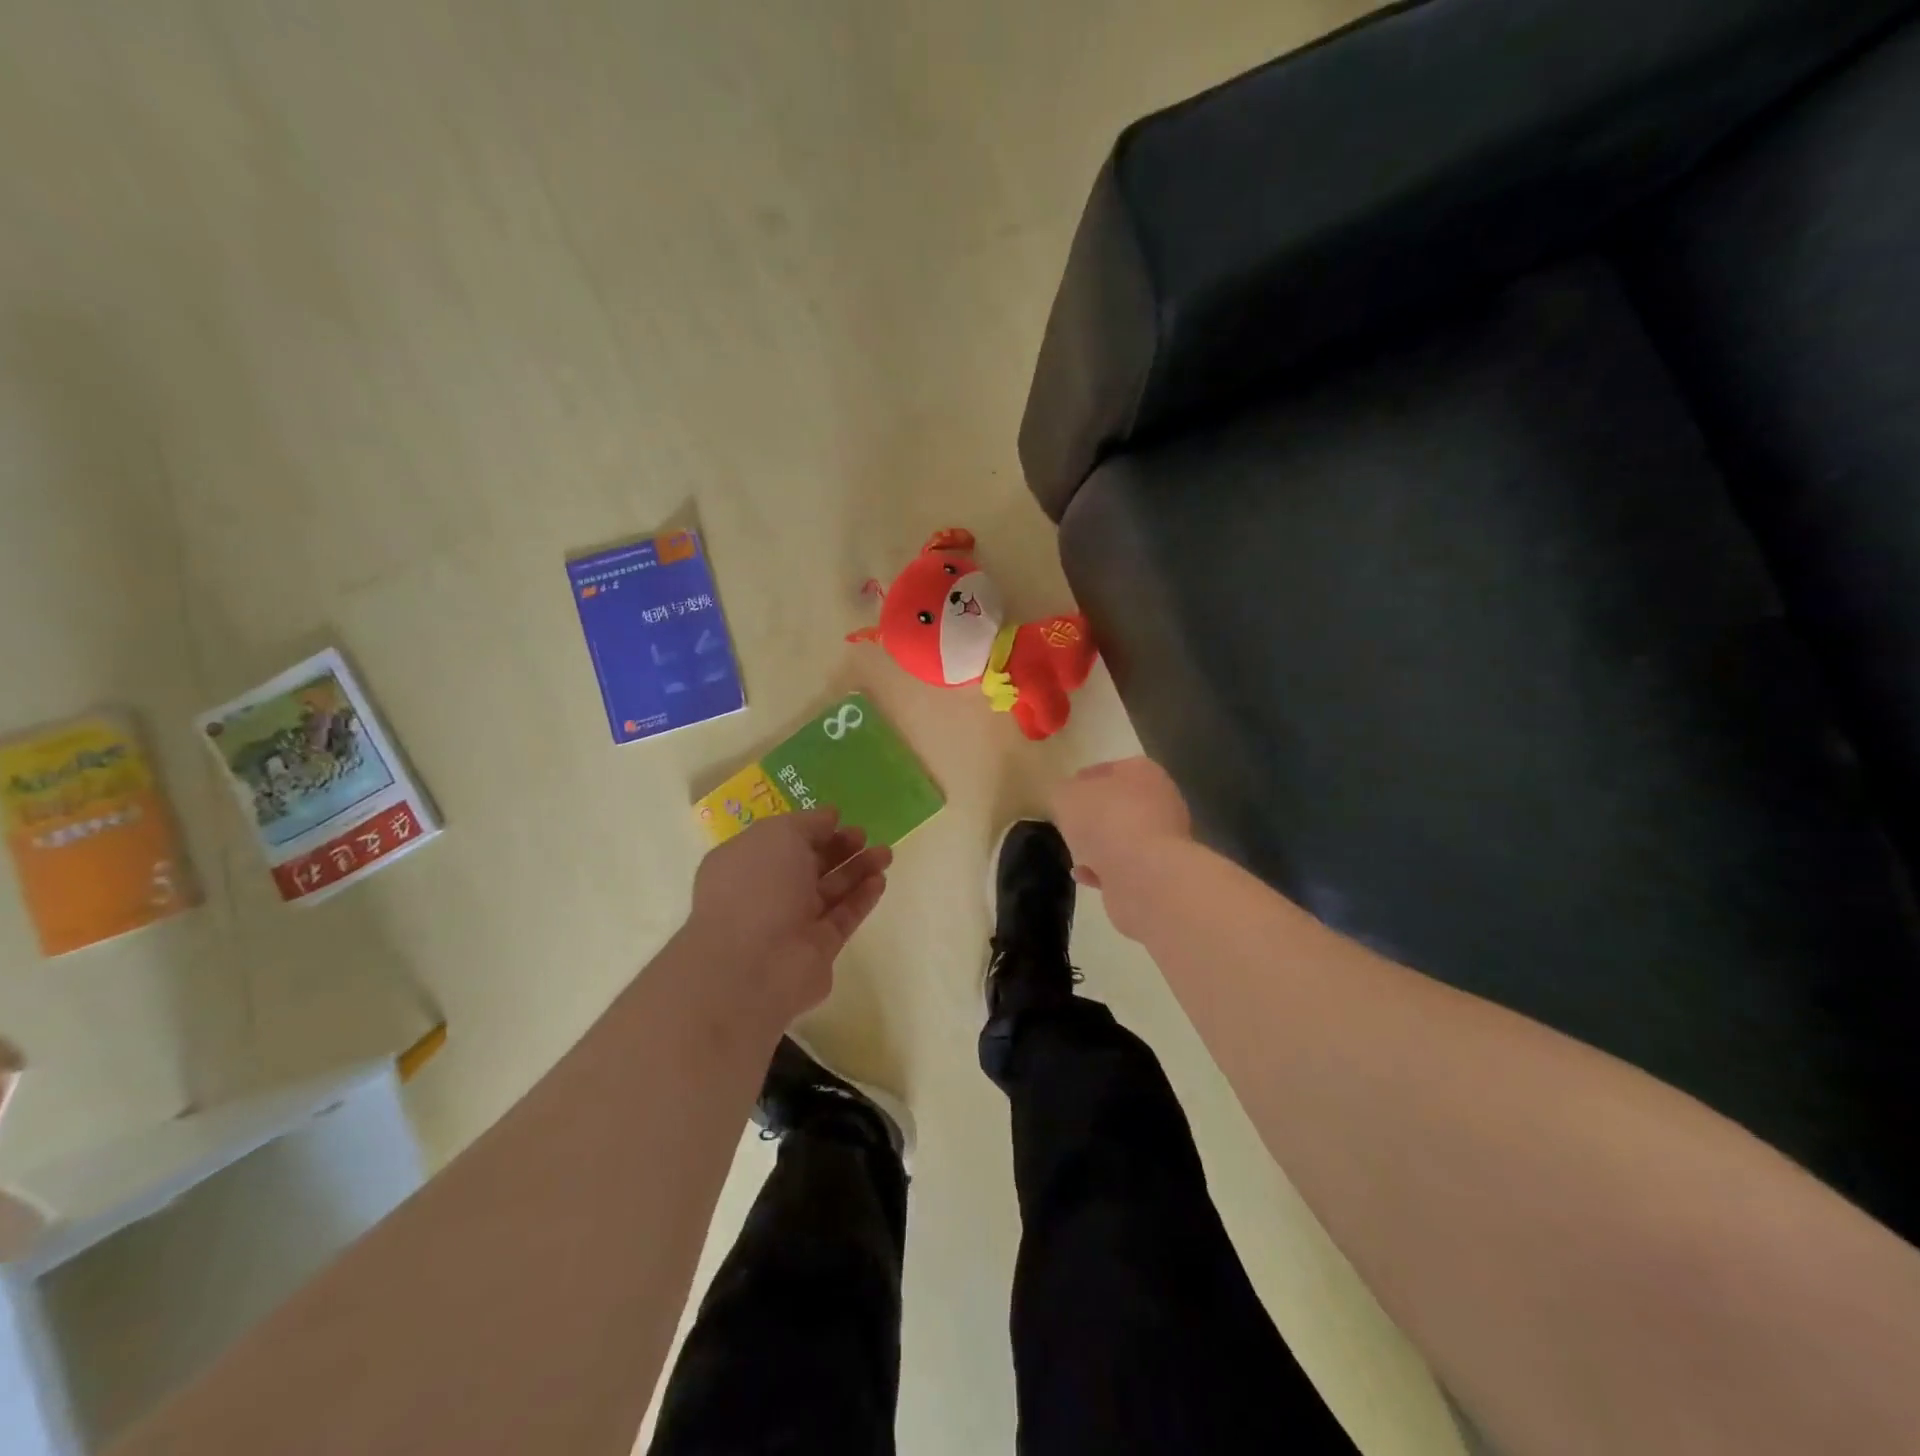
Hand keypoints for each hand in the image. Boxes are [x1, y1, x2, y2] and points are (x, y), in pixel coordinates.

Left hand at [685, 809, 891, 1026]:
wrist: (753, 965)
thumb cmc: (757, 886)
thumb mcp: (780, 835)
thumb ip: (808, 822)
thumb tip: (830, 816)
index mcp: (745, 863)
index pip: (781, 841)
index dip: (811, 828)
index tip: (840, 818)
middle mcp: (765, 892)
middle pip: (808, 866)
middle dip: (838, 848)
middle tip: (864, 835)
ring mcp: (791, 923)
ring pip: (830, 891)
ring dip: (857, 870)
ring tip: (886, 853)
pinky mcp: (817, 949)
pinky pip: (842, 917)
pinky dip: (861, 898)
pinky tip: (880, 880)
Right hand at [1049, 757, 1193, 940]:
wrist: (1143, 875)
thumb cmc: (1105, 820)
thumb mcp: (1066, 796)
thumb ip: (1064, 793)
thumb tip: (1068, 799)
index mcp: (1144, 772)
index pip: (1111, 769)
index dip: (1085, 780)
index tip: (1066, 794)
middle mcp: (1162, 801)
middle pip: (1122, 803)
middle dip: (1097, 814)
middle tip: (1071, 824)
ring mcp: (1166, 839)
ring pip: (1127, 836)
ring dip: (1102, 844)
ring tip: (1076, 852)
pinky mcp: (1162, 872)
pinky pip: (1128, 866)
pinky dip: (1107, 870)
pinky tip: (1084, 876)